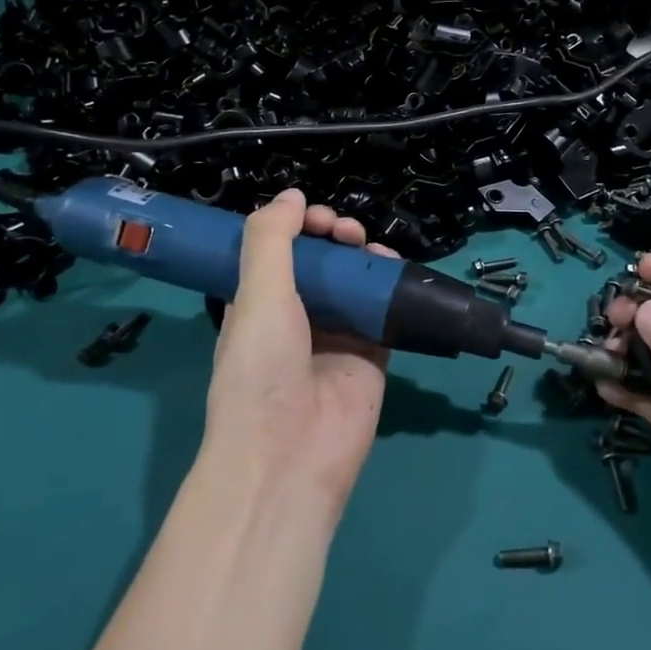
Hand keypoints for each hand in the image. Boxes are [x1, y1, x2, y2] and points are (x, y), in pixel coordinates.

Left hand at [203, 189, 392, 508]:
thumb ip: (271, 239)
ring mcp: (336, 337)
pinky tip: (394, 272)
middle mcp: (297, 318)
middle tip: (346, 232)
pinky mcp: (371, 355)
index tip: (317, 218)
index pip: (281, 252)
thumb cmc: (262, 368)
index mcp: (259, 304)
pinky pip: (384, 313)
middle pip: (322, 264)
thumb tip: (292, 195)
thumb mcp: (256, 294)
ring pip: (355, 283)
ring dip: (364, 258)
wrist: (290, 454)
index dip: (298, 228)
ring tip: (371, 249)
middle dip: (334, 238)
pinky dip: (391, 289)